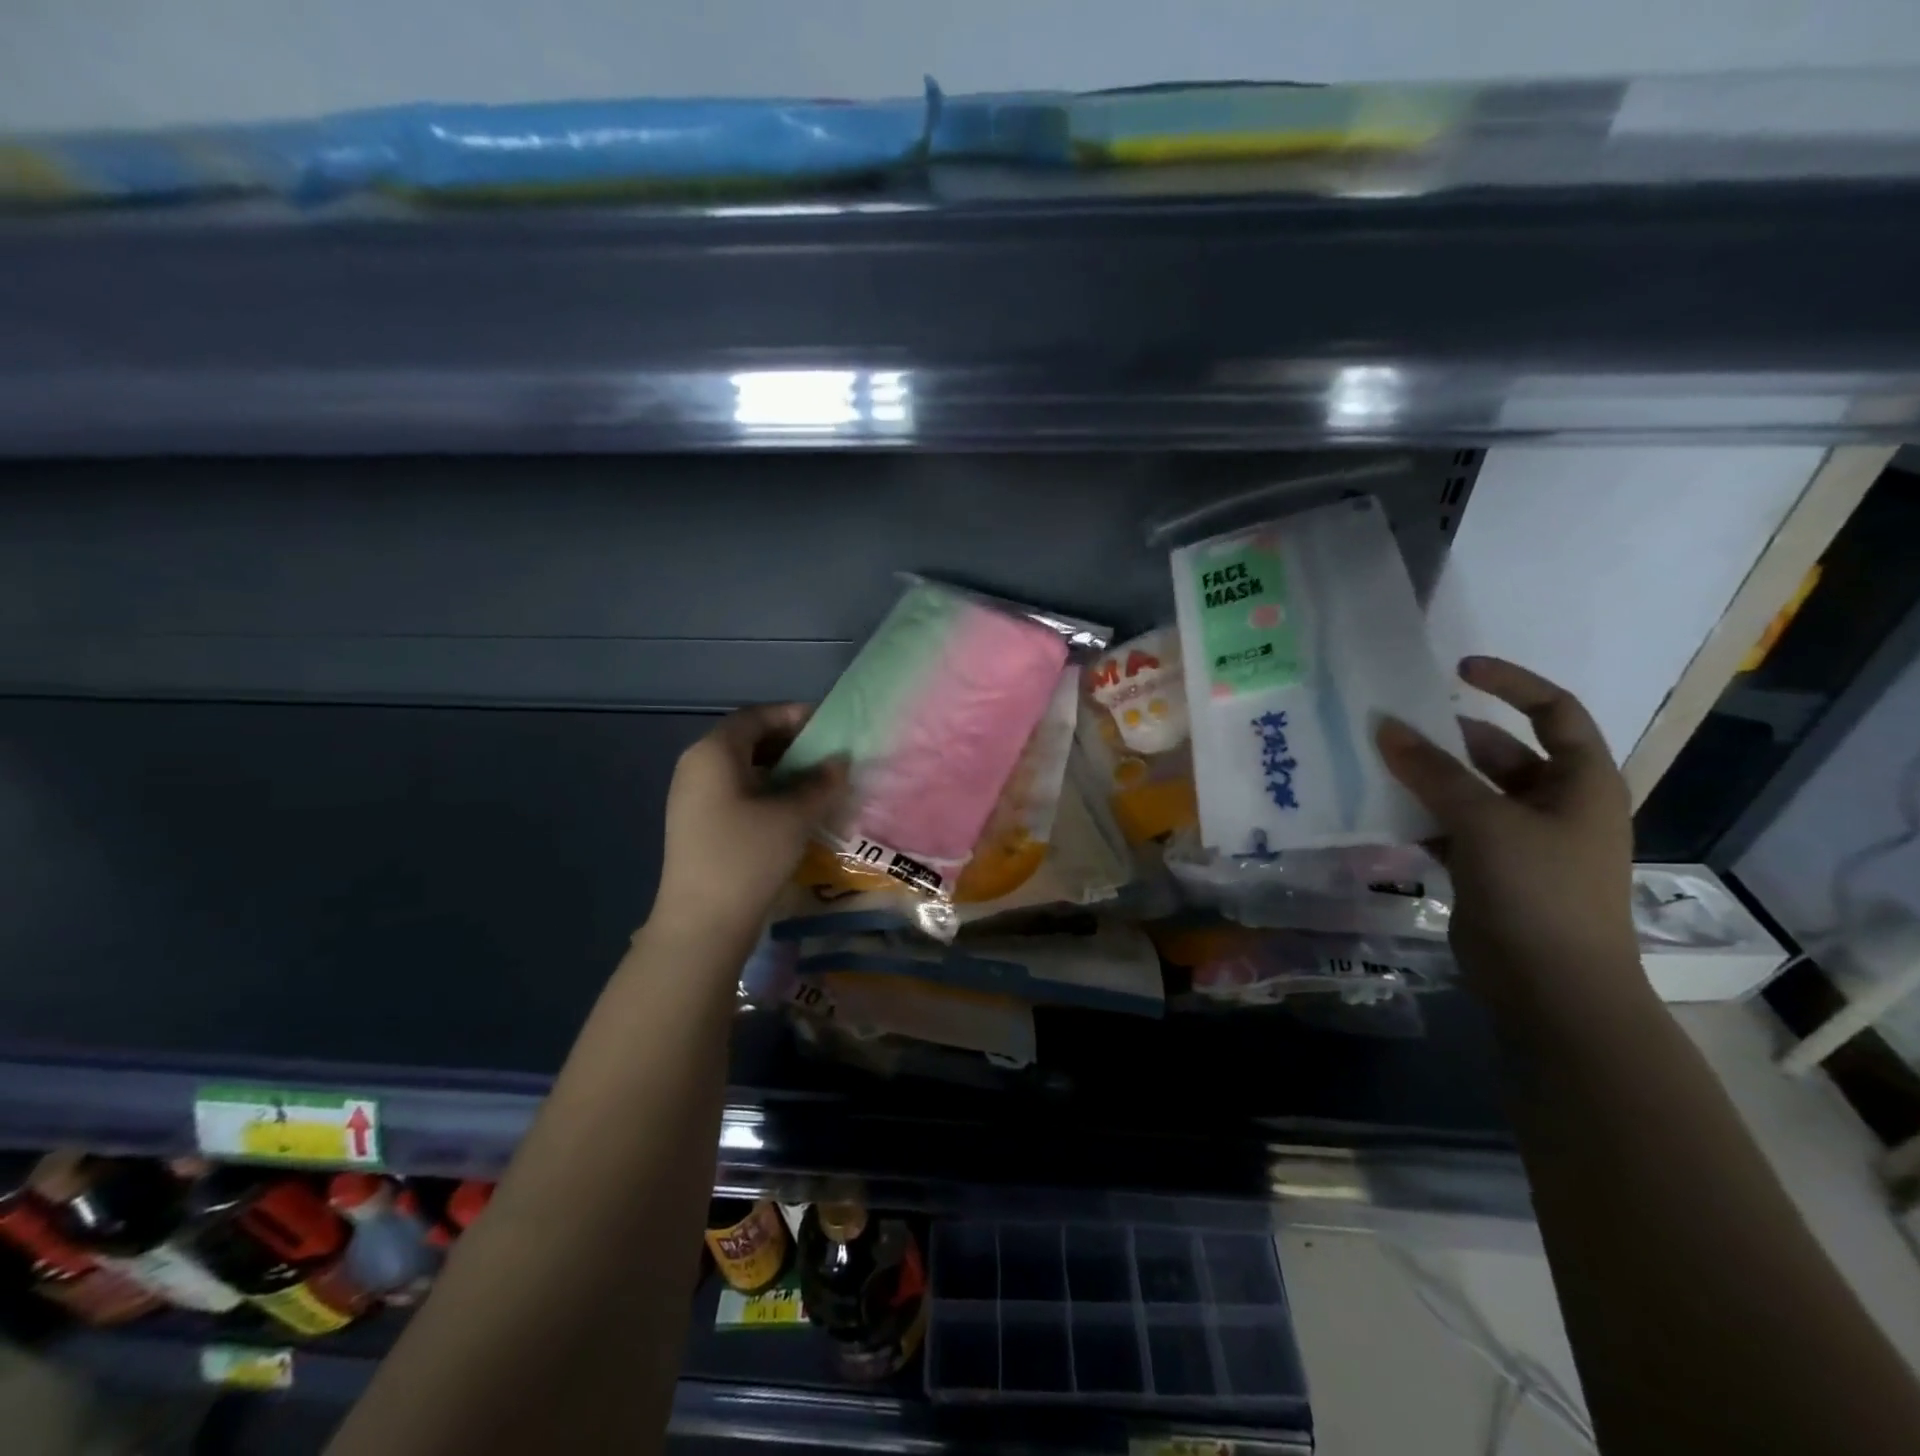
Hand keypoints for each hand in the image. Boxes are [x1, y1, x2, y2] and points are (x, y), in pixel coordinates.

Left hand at [650, 704, 846, 947]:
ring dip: (780, 770)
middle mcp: (697, 767)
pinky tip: (794, 810)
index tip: (829, 725)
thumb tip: (840, 761)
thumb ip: (821, 783)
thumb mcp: (794, 816)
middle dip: (790, 743)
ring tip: (817, 782)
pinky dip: (766, 791)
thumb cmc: (747, 857)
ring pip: (743, 769)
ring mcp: (693, 798)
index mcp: (714, 753)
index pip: (756, 716)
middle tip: (828, 755)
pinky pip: (737, 792)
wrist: (702, 923)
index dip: (793, 715)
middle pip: (747, 740)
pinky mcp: (698, 824)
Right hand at [1376, 656, 1641, 1016]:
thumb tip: (1385, 726)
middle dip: (1446, 736)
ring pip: (1466, 791)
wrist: (1551, 988)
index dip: (1510, 683)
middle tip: (1390, 723)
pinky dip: (1417, 815)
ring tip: (1372, 761)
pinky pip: (1447, 826)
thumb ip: (1433, 772)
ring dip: (1424, 777)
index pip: (1553, 711)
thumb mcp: (1485, 822)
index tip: (1455, 668)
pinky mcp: (1487, 869)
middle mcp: (1553, 804)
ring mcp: (1519, 839)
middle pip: (1498, 752)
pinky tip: (1378, 810)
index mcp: (1579, 782)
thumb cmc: (1539, 891)